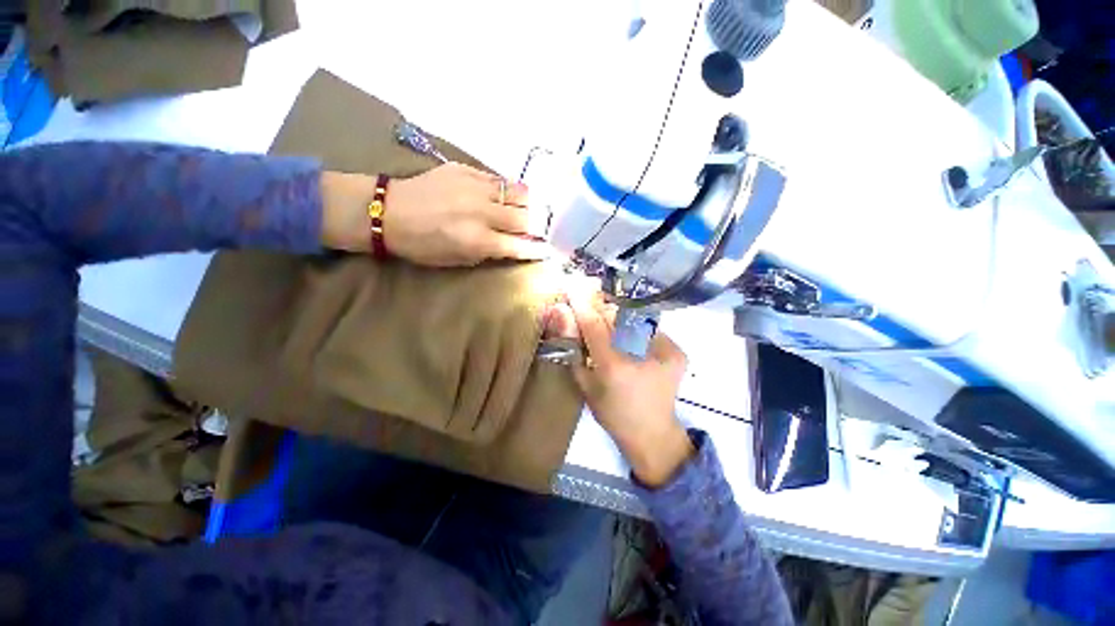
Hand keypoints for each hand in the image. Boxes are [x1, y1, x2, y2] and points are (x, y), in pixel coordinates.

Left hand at [319, 163, 549, 265]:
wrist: (389, 211)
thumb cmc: (422, 245)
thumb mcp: (457, 260)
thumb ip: (489, 252)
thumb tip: (513, 245)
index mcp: (478, 240)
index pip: (520, 245)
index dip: (538, 249)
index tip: (549, 251)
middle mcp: (482, 212)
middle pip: (526, 217)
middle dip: (540, 226)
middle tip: (545, 229)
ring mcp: (476, 187)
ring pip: (519, 192)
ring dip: (531, 204)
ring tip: (535, 209)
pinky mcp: (467, 170)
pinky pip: (500, 179)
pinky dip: (510, 190)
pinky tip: (510, 195)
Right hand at [545, 284, 694, 486]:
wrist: (654, 433)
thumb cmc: (613, 414)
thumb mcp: (585, 385)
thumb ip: (573, 348)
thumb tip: (561, 314)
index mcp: (615, 366)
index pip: (594, 325)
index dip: (581, 306)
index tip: (571, 288)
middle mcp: (642, 354)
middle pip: (615, 317)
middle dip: (599, 309)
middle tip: (588, 305)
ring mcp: (665, 350)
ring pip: (632, 319)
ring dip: (616, 317)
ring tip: (607, 323)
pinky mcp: (677, 351)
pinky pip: (647, 327)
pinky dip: (633, 328)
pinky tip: (627, 337)